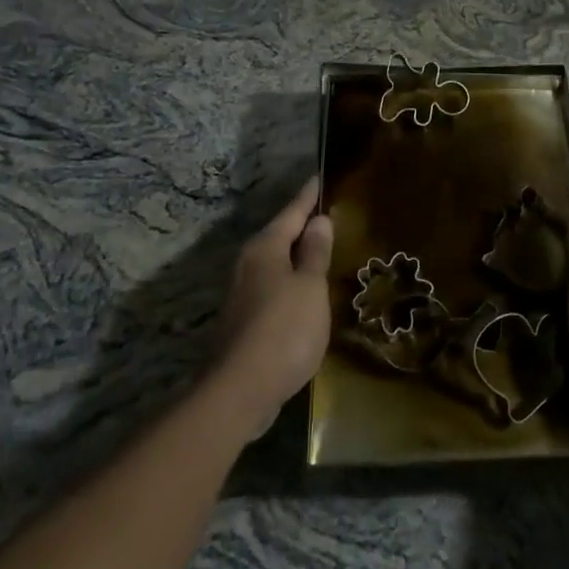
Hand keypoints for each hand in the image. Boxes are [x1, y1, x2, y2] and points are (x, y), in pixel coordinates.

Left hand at [209, 177, 333, 437]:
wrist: (241, 390)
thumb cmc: (284, 329)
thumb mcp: (310, 286)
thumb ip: (315, 252)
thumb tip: (318, 220)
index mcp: (265, 248)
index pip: (292, 211)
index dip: (309, 196)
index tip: (320, 177)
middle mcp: (249, 263)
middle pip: (280, 236)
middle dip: (302, 225)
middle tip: (327, 214)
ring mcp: (243, 293)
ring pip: (276, 263)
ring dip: (296, 256)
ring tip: (321, 250)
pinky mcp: (243, 320)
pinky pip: (274, 287)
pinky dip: (291, 282)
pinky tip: (305, 292)